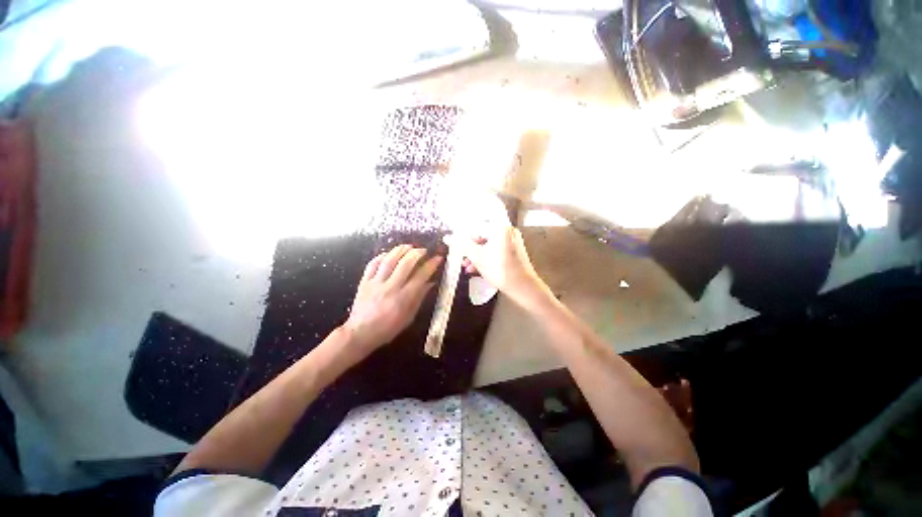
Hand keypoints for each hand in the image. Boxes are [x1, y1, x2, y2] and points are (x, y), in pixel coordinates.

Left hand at [343, 245, 441, 355]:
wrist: (360, 333)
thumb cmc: (388, 328)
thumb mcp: (409, 317)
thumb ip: (419, 298)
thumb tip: (430, 282)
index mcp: (403, 298)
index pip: (420, 276)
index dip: (431, 265)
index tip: (437, 258)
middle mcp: (390, 287)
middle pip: (405, 263)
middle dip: (417, 253)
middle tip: (424, 250)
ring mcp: (375, 283)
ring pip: (389, 260)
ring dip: (400, 250)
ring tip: (409, 246)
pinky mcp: (364, 282)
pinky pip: (373, 264)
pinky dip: (382, 256)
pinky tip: (389, 254)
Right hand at [444, 196, 545, 305]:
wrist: (524, 288)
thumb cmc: (501, 270)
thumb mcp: (478, 258)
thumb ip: (463, 245)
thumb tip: (448, 237)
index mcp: (501, 228)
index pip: (489, 208)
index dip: (478, 203)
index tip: (466, 203)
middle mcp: (507, 230)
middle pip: (485, 229)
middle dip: (471, 242)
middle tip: (461, 253)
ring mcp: (511, 240)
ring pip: (489, 241)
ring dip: (476, 252)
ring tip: (466, 266)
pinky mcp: (513, 249)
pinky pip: (495, 247)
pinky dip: (485, 255)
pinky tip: (475, 269)